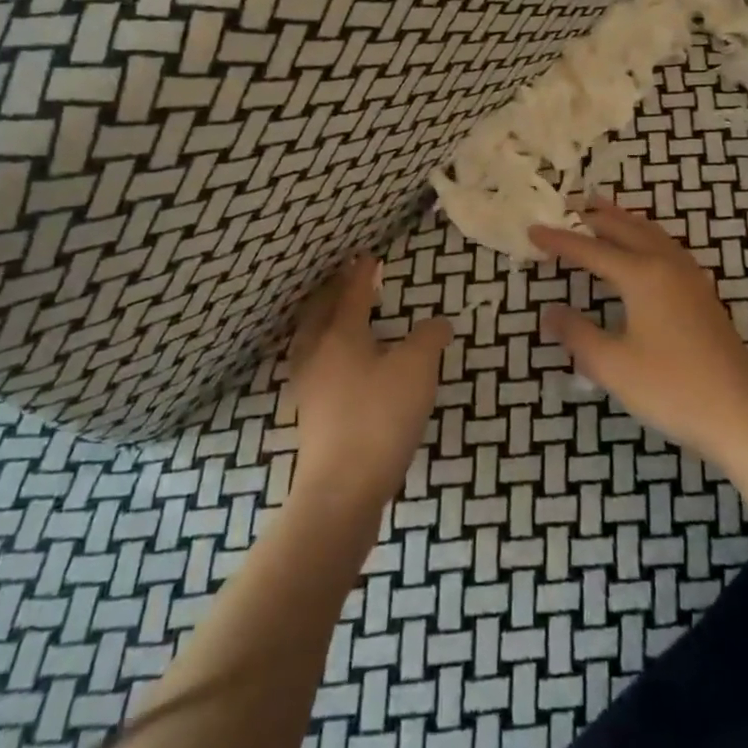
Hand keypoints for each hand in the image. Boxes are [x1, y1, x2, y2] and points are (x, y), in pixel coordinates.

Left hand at [286, 255, 453, 509]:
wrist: (341, 490)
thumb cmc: (379, 418)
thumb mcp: (416, 370)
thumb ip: (429, 339)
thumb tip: (439, 322)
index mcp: (340, 335)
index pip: (351, 293)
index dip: (362, 273)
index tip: (368, 256)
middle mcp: (317, 353)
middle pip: (320, 311)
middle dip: (334, 290)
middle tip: (347, 278)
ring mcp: (308, 385)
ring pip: (310, 338)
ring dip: (323, 318)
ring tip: (338, 314)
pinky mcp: (309, 414)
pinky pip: (312, 362)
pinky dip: (323, 347)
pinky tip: (337, 363)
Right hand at [529, 199, 747, 467]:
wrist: (742, 415)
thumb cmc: (672, 388)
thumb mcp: (613, 365)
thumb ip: (577, 334)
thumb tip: (550, 312)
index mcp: (642, 275)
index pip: (591, 250)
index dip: (560, 241)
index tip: (532, 230)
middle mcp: (666, 265)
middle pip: (625, 229)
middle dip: (595, 217)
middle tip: (570, 205)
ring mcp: (690, 278)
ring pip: (651, 233)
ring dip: (623, 221)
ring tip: (603, 213)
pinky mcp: (703, 294)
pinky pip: (666, 247)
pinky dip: (645, 235)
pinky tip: (644, 249)